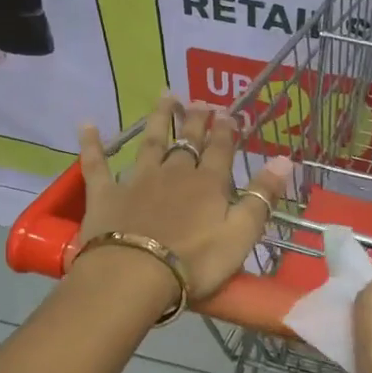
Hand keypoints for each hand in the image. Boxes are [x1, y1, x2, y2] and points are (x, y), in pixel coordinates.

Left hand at [77, 94, 291, 299]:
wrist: (134, 276)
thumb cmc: (195, 262)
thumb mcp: (241, 234)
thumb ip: (261, 197)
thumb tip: (285, 159)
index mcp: (208, 184)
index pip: (220, 150)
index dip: (226, 130)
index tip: (228, 112)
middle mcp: (174, 173)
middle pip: (188, 141)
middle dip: (196, 119)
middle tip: (200, 100)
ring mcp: (137, 180)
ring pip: (150, 142)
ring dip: (159, 118)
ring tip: (166, 96)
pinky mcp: (105, 194)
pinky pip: (96, 164)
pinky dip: (91, 144)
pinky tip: (86, 125)